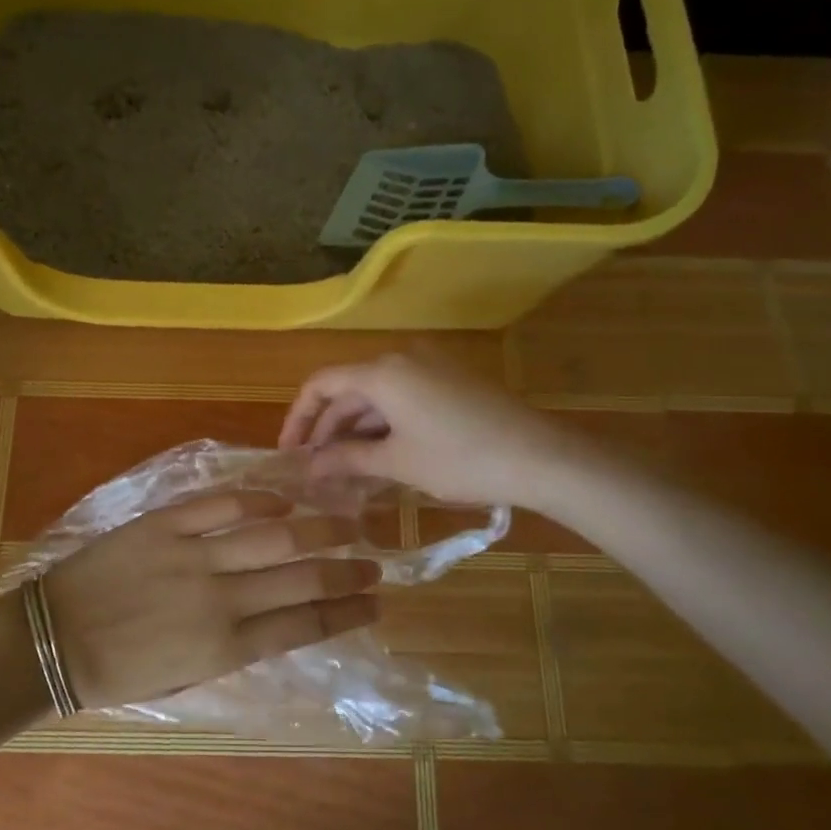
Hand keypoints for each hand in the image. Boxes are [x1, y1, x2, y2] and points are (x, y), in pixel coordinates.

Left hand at [42, 492, 380, 708]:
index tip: (376, 604)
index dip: (347, 613)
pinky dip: (258, 498)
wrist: (52, 641)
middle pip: (301, 577)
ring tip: (347, 522)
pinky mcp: (164, 524)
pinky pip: (221, 505)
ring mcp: (193, 556)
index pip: (305, 626)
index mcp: (226, 647)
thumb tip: (278, 618)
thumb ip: (236, 647)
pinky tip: (283, 498)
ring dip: (318, 528)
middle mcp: (221, 599)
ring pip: (273, 535)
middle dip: (347, 569)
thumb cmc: (118, 671)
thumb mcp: (187, 678)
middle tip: (375, 561)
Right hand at [279, 351, 561, 506]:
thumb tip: (309, 468)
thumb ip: (347, 459)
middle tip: (315, 471)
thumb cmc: (461, 459)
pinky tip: (380, 457)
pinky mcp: (449, 380)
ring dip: (356, 431)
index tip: (289, 453)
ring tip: (344, 472)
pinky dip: (384, 425)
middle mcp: (401, 357)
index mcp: (382, 371)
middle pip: (348, 390)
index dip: (299, 418)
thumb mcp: (398, 463)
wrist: (541, 456)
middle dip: (328, 430)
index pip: (321, 384)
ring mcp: (429, 366)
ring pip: (376, 396)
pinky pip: (402, 397)